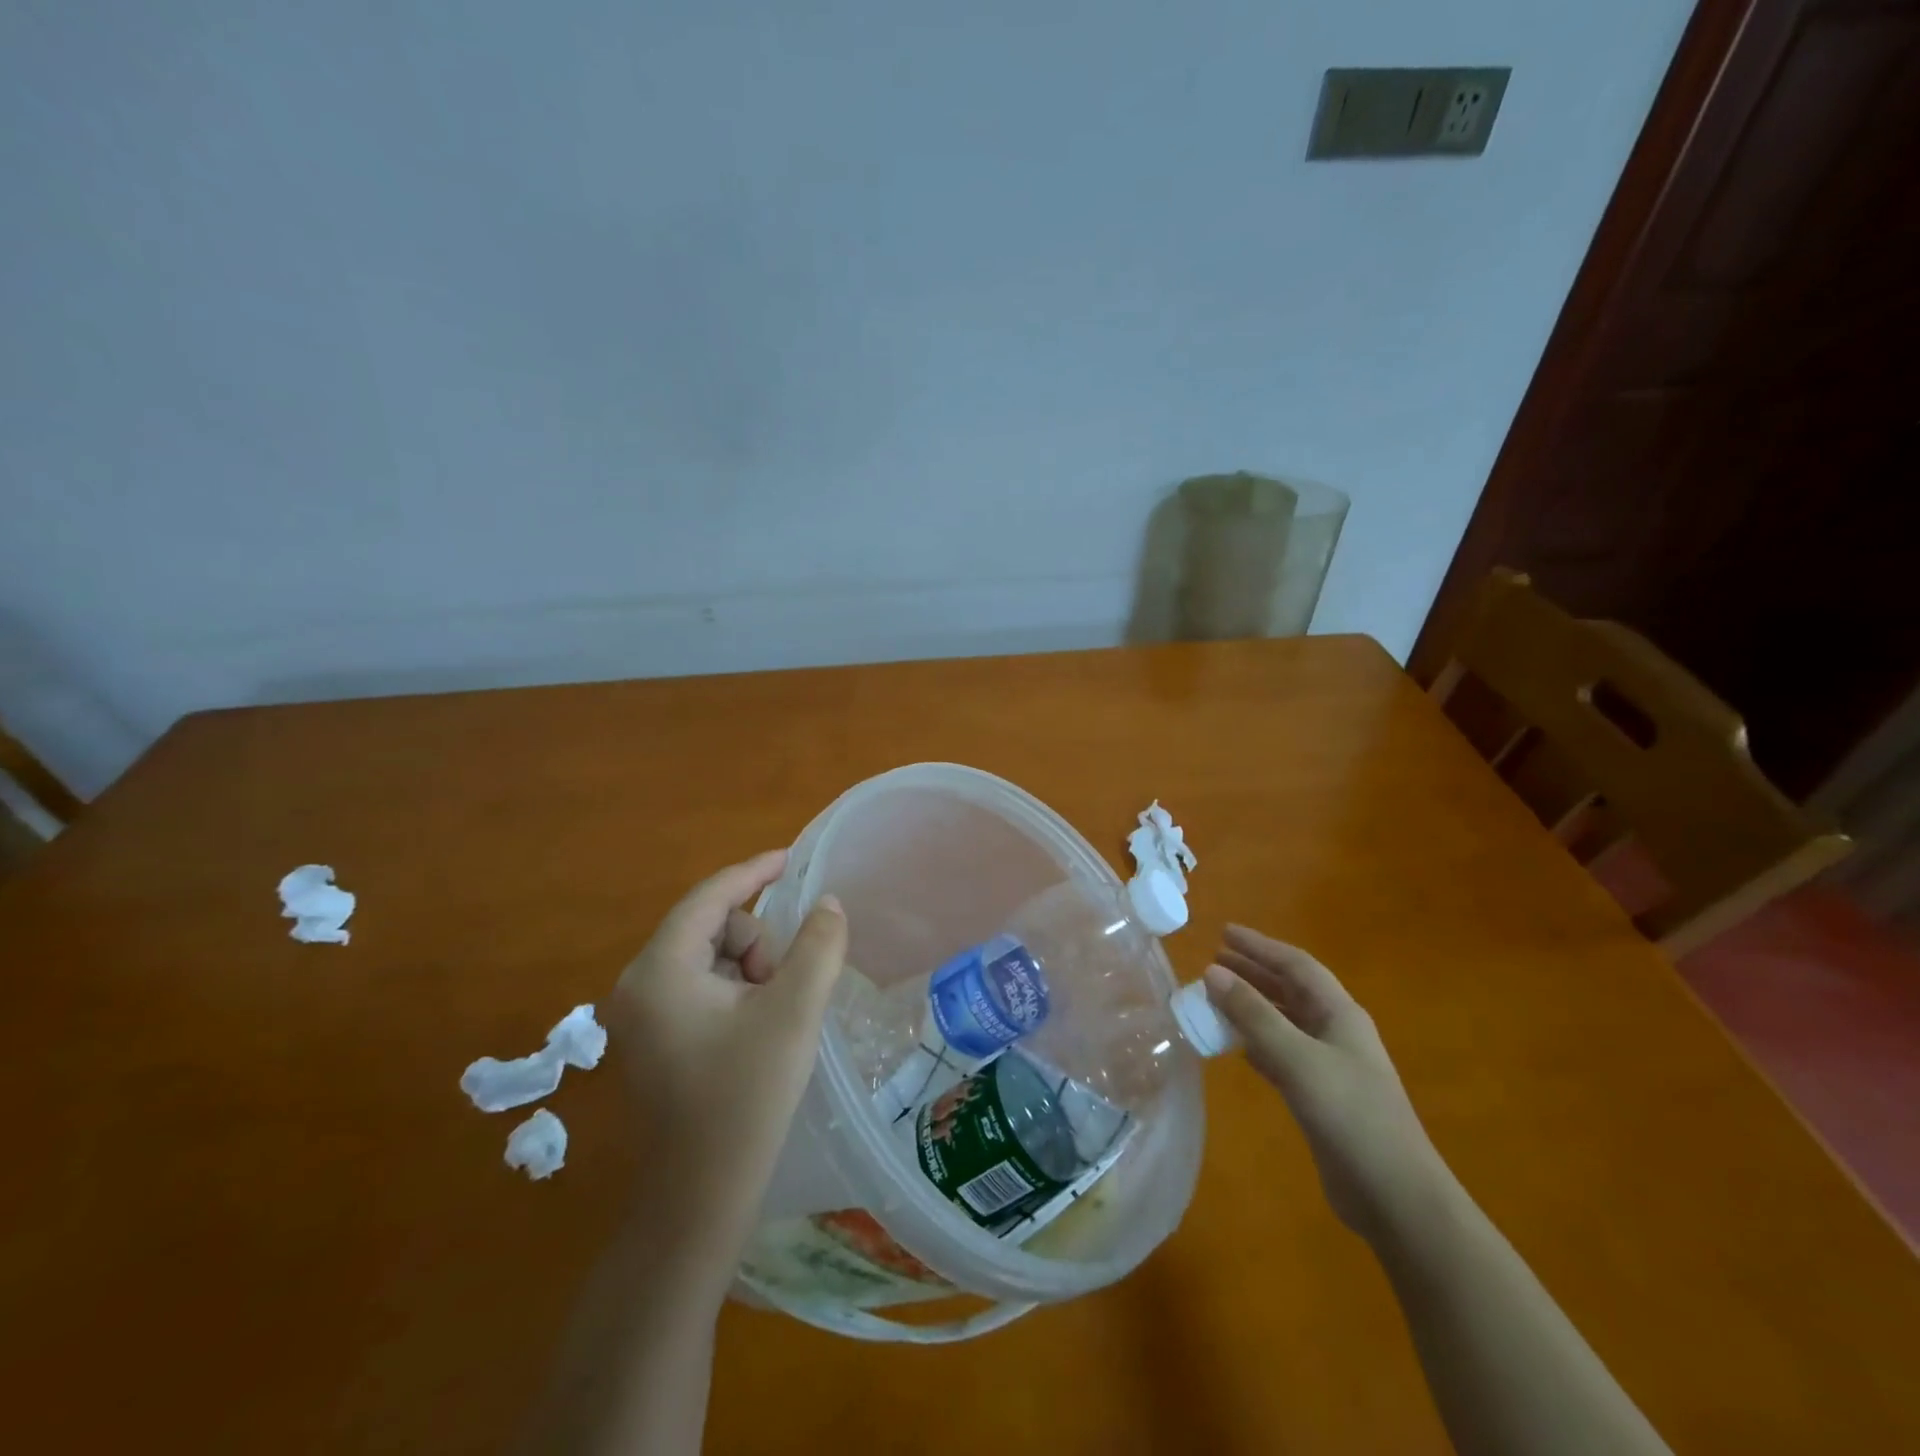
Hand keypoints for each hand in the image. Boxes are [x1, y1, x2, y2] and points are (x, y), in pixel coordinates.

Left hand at [609, 850, 846, 1271]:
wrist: (700, 1200)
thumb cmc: (745, 1099)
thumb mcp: (793, 1013)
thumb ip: (817, 946)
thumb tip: (827, 903)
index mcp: (660, 969)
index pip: (710, 897)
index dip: (754, 872)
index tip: (792, 858)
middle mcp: (639, 983)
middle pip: (711, 926)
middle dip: (757, 941)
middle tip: (785, 986)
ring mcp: (642, 1013)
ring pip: (710, 955)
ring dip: (751, 967)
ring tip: (775, 1012)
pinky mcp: (654, 1036)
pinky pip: (701, 984)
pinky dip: (737, 989)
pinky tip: (759, 1025)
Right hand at [1204, 925, 1452, 1243]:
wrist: (1396, 1197)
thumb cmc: (1351, 1117)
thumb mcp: (1298, 1058)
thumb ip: (1254, 1015)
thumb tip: (1213, 972)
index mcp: (1340, 1014)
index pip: (1296, 965)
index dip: (1260, 946)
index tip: (1223, 933)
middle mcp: (1336, 1032)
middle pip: (1291, 990)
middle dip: (1254, 971)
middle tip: (1213, 960)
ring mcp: (1330, 1066)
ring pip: (1284, 1021)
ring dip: (1252, 1006)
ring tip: (1216, 996)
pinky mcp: (1320, 1096)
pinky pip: (1281, 1053)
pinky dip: (1256, 1042)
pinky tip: (1236, 1046)